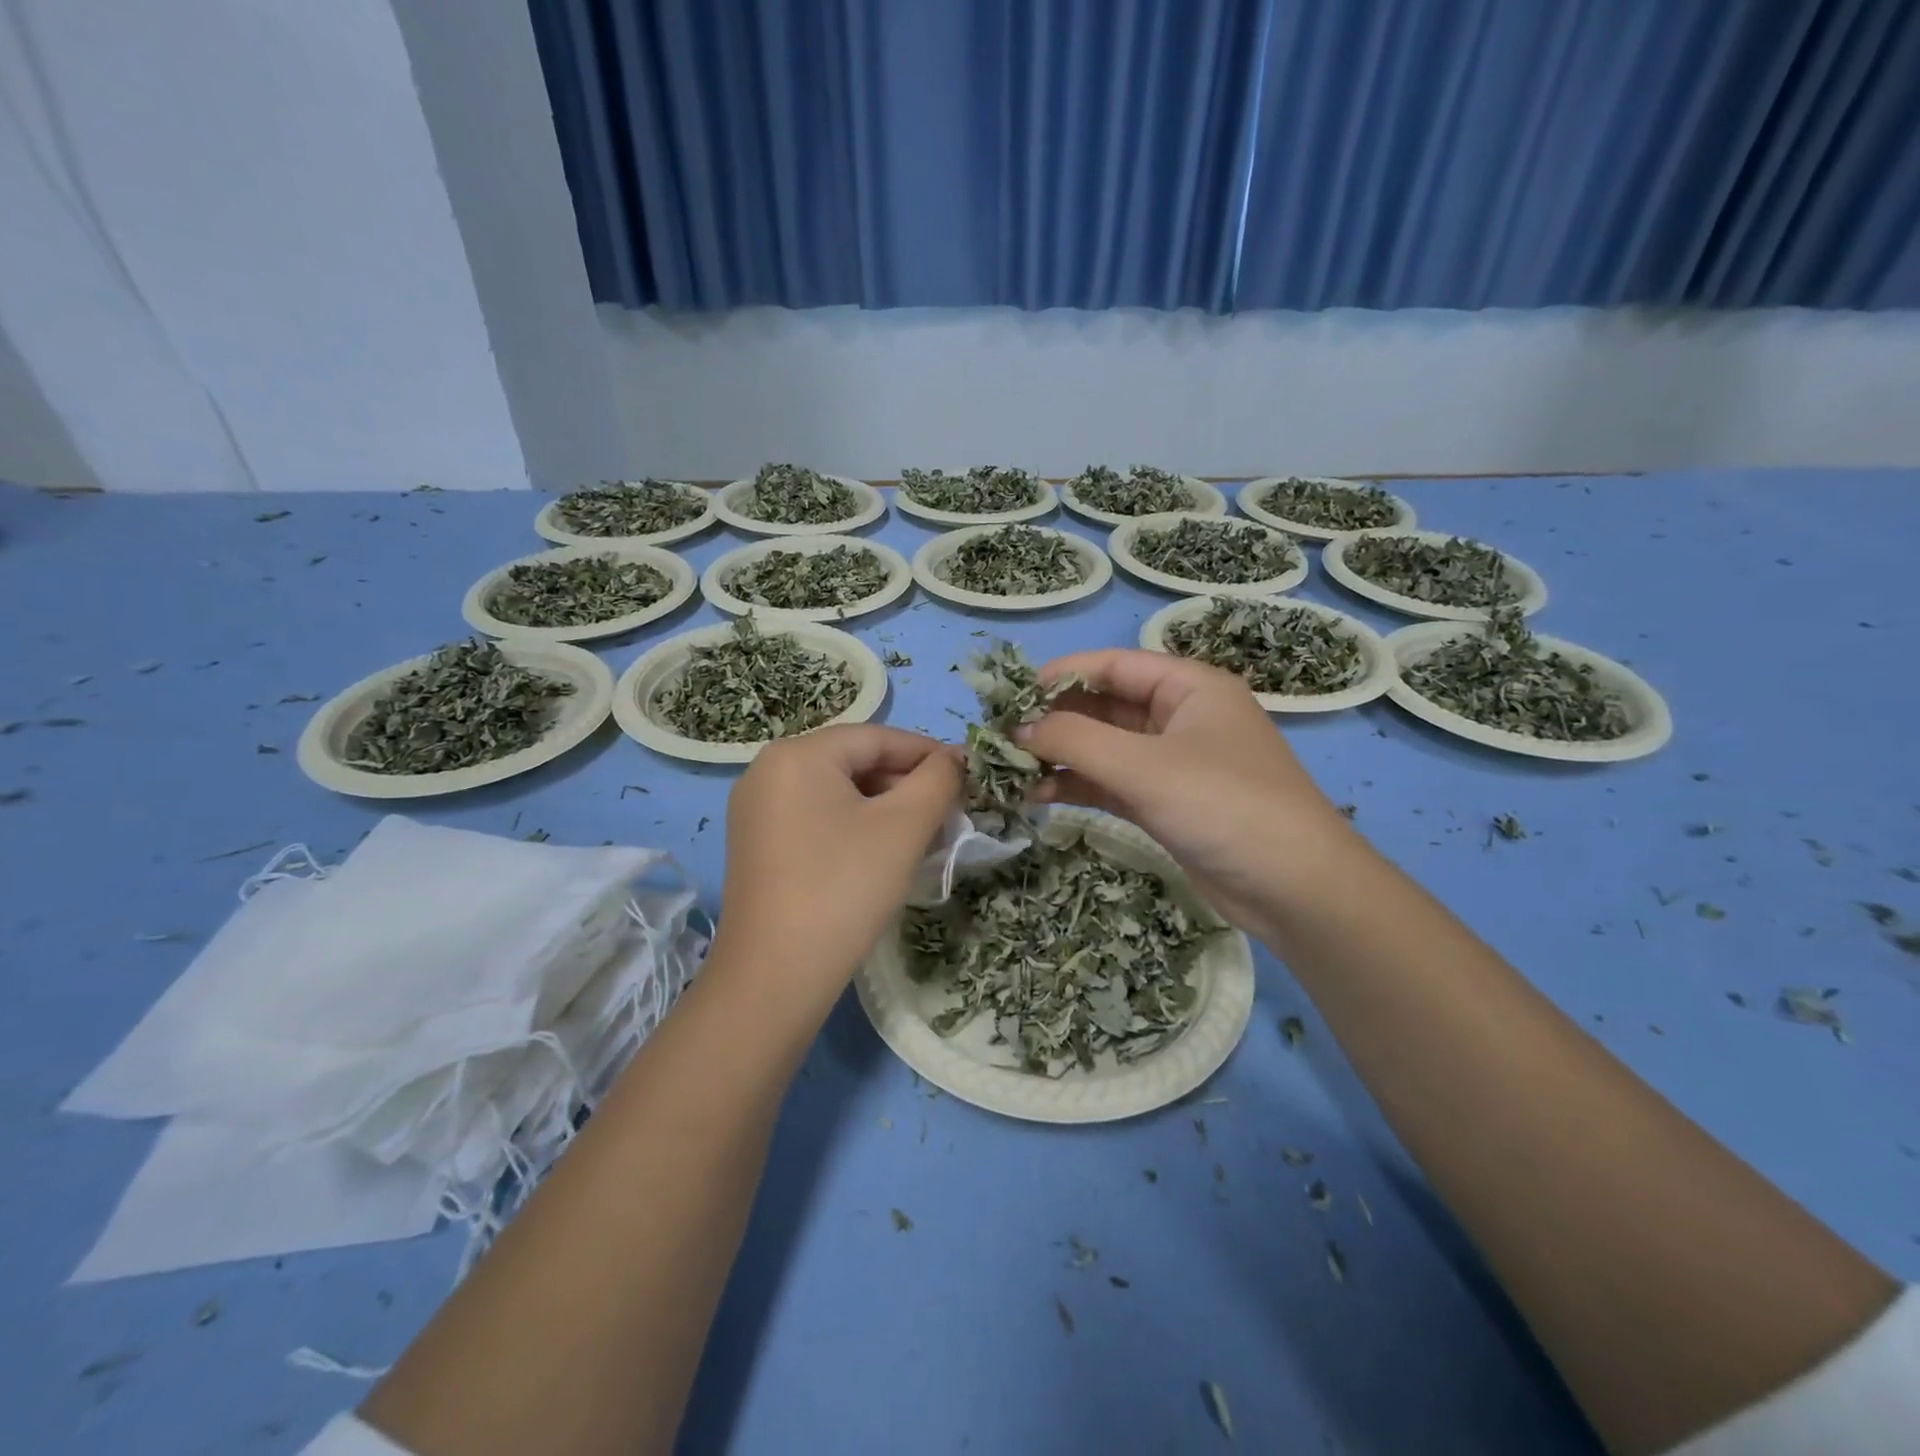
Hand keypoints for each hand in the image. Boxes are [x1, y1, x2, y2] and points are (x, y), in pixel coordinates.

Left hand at [711, 725, 961, 1007]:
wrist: (775, 977)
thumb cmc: (845, 888)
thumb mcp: (904, 827)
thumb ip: (938, 780)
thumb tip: (956, 758)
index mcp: (798, 754)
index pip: (877, 737)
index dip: (928, 753)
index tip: (969, 776)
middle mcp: (768, 771)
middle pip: (855, 762)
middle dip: (907, 784)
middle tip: (950, 813)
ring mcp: (757, 810)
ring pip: (838, 792)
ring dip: (885, 807)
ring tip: (924, 836)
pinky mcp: (758, 845)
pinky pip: (817, 817)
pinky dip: (855, 826)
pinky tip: (883, 853)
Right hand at [1023, 650, 1357, 934]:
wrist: (1295, 889)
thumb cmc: (1224, 805)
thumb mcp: (1144, 766)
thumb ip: (1076, 740)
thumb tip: (1017, 728)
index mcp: (1189, 686)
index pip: (1113, 665)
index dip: (1060, 676)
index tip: (1010, 696)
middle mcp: (1180, 717)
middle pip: (1105, 705)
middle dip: (1055, 720)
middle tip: (1002, 738)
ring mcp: (1173, 762)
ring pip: (1104, 748)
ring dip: (1061, 756)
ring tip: (1010, 770)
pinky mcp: (1166, 802)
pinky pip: (1112, 782)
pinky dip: (1077, 786)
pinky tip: (1038, 795)